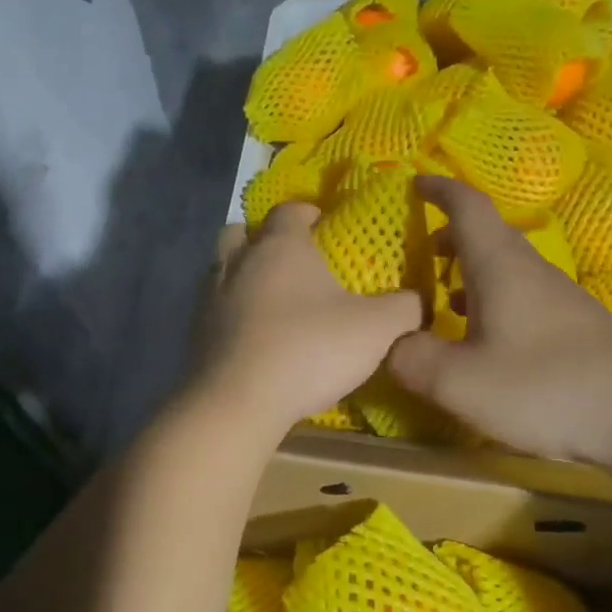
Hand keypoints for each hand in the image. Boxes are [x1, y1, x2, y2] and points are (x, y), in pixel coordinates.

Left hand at [191, 203, 422, 433]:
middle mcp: (239, 260)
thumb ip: (404, 307)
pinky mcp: (195, 331)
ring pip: (223, 267)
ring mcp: (210, 296)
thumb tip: (415, 300)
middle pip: (244, 231)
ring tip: (270, 299)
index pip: (290, 210)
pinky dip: (232, 312)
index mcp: (280, 245)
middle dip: (265, 239)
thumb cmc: (309, 350)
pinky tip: (252, 336)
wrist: (238, 401)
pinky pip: (214, 307)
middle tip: (291, 262)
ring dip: (243, 274)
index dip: (308, 213)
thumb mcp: (376, 329)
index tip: (323, 226)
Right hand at [388, 177, 611, 467]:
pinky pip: (521, 298)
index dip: (439, 190)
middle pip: (487, 237)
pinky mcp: (574, 329)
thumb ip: (412, 359)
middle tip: (418, 253)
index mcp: (499, 266)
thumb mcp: (459, 381)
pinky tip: (482, 339)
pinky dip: (491, 303)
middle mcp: (529, 272)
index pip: (467, 207)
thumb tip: (389, 344)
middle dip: (450, 237)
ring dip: (470, 273)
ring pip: (505, 270)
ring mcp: (557, 299)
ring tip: (440, 298)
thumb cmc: (544, 386)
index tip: (414, 183)